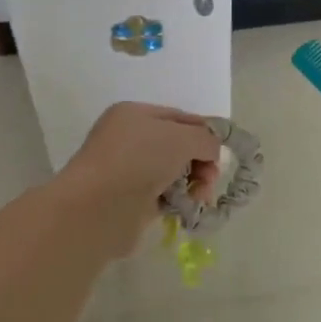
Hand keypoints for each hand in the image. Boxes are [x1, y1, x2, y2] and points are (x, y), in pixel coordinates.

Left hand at [57, 103, 223, 255]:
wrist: (99, 208)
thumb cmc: (139, 160)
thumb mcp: (182, 137)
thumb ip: (206, 139)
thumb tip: (212, 152)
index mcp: (134, 114)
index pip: (180, 118)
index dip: (204, 132)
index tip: (221, 151)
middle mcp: (129, 139)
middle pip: (179, 146)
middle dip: (201, 161)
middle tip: (209, 179)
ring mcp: (128, 171)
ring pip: (173, 172)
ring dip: (192, 183)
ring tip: (198, 197)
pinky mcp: (130, 201)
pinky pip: (164, 196)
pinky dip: (177, 200)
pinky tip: (183, 208)